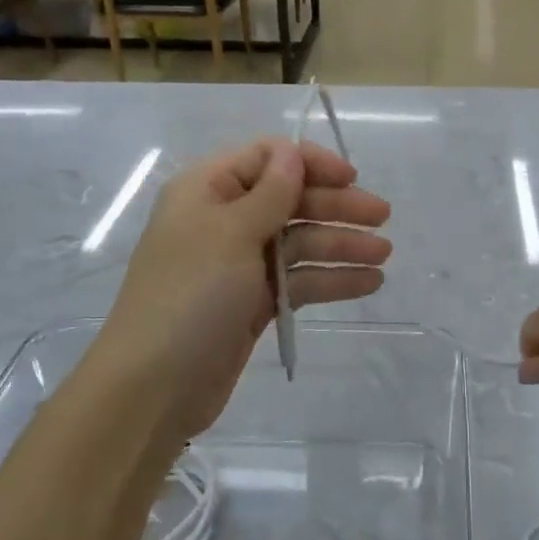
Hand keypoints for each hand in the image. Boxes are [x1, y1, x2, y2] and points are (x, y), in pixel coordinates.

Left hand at [84, 138, 390, 456]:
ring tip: (384, 255)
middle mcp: (224, 220)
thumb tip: (293, 153)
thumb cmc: (191, 295)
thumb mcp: (231, 233)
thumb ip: (271, 192)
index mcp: (207, 190)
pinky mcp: (253, 301)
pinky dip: (331, 279)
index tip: (351, 178)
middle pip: (290, 200)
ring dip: (341, 244)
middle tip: (382, 217)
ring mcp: (239, 264)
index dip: (310, 163)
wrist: (154, 386)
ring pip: (299, 242)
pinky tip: (368, 283)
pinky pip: (299, 279)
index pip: (267, 158)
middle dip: (336, 206)